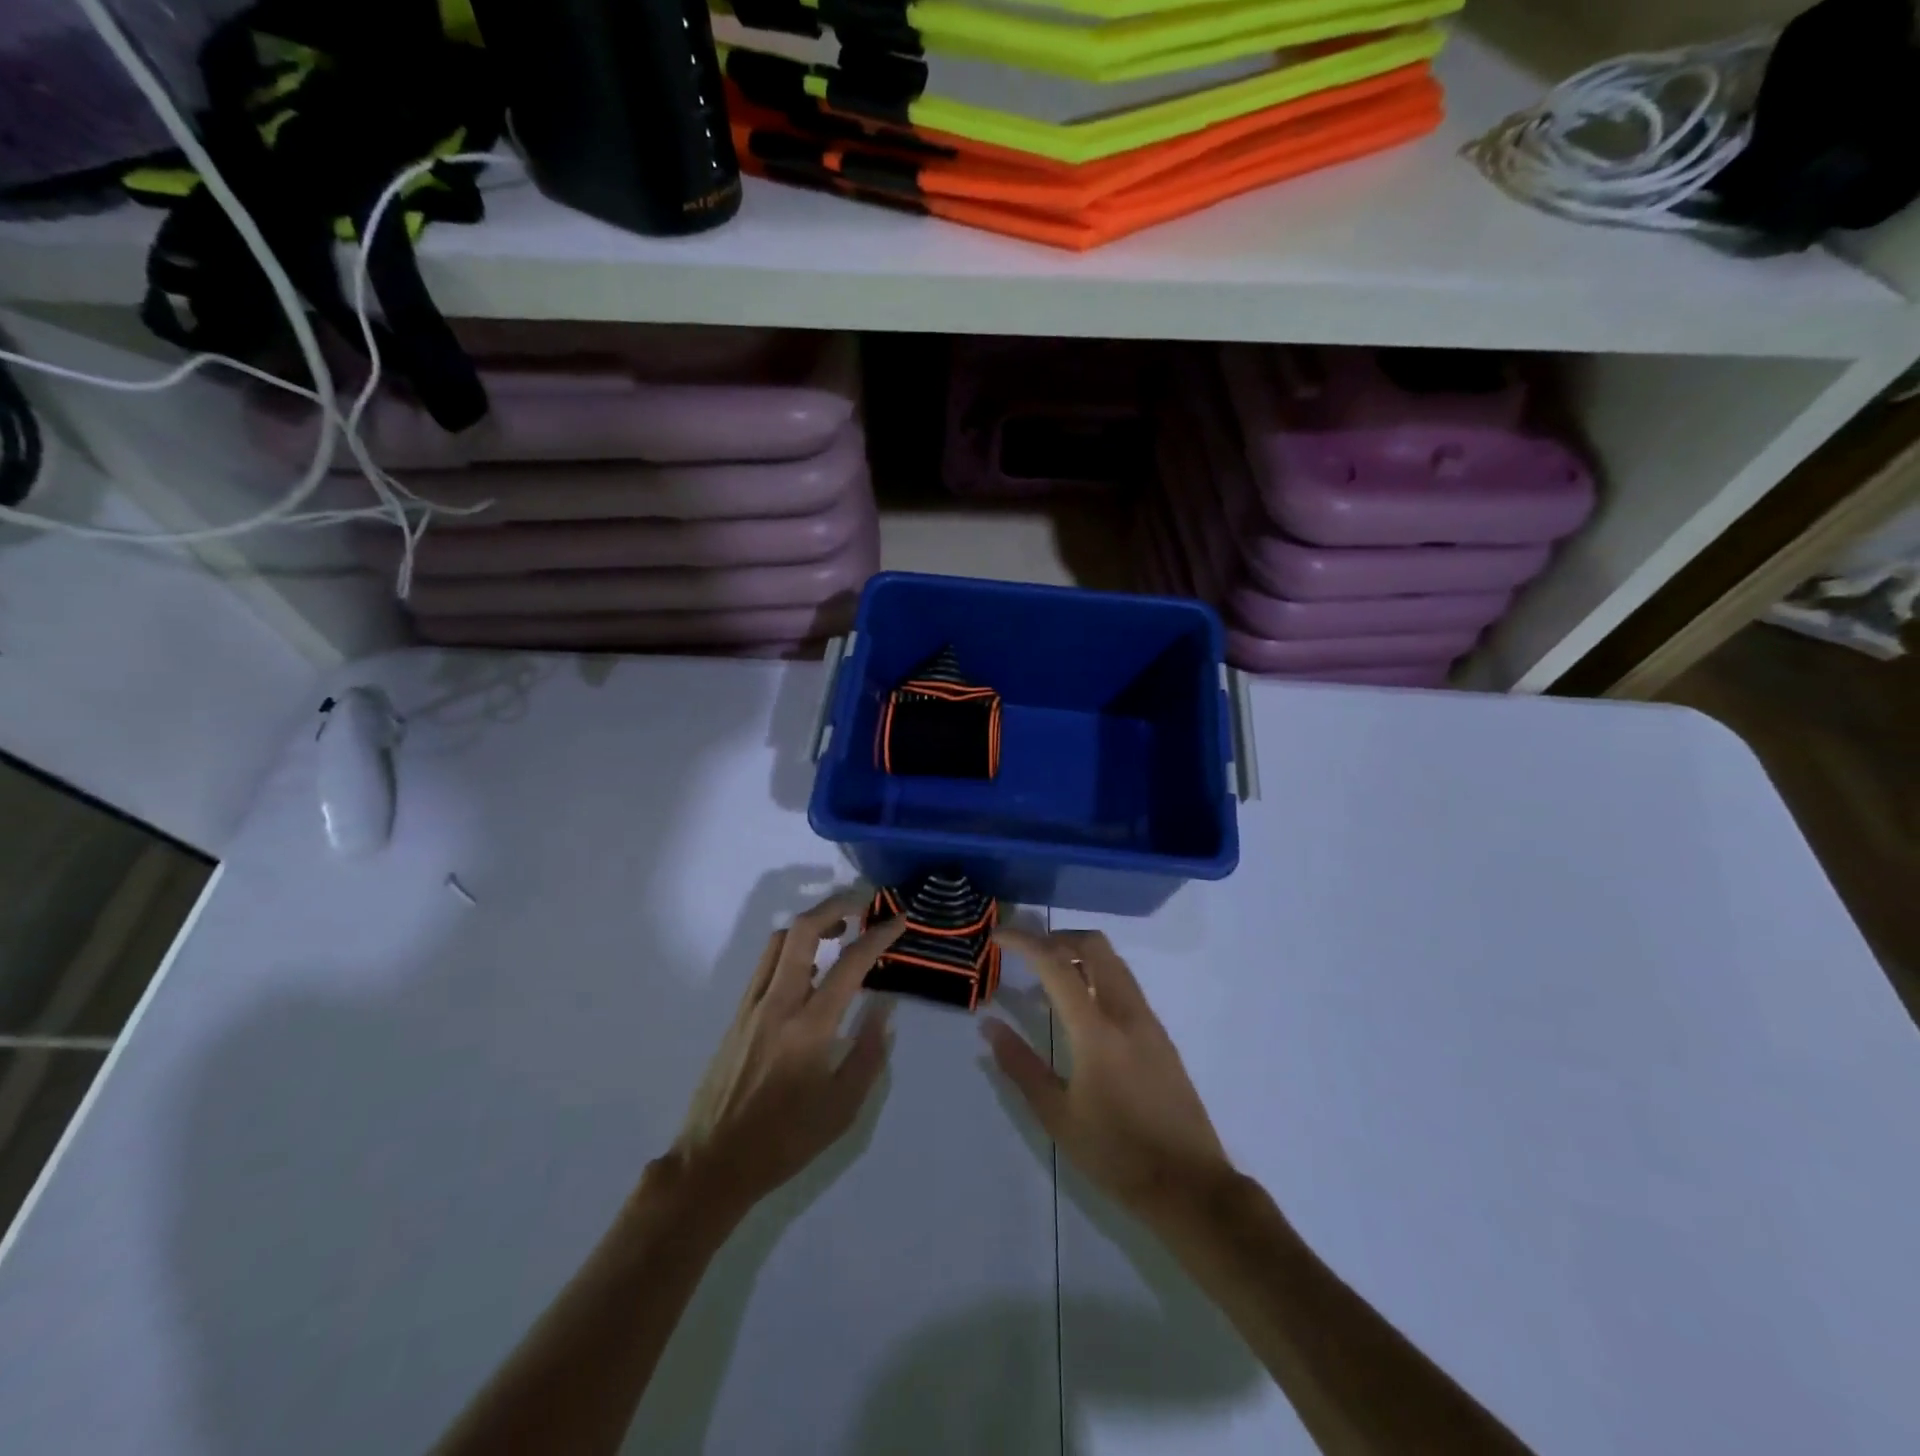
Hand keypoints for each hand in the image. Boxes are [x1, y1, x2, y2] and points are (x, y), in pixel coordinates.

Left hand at [674, 892, 903, 1218]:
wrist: (713, 1163)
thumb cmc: (785, 1140)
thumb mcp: (842, 1108)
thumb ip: (868, 1053)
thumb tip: (885, 1009)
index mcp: (809, 1028)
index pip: (850, 963)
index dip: (879, 936)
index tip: (900, 920)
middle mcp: (778, 1004)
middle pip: (803, 931)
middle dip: (835, 905)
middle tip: (863, 903)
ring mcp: (752, 1005)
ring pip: (780, 941)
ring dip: (812, 924)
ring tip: (840, 930)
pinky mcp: (738, 1014)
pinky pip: (767, 964)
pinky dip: (793, 948)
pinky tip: (811, 967)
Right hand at [985, 928, 1231, 1224]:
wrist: (1190, 1186)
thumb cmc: (1116, 1154)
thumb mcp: (1057, 1116)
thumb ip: (1020, 1066)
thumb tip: (989, 1026)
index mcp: (1096, 1030)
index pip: (1055, 964)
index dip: (1024, 942)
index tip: (998, 936)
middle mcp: (1126, 1012)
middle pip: (1094, 945)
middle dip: (1056, 937)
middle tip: (1027, 953)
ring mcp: (1148, 1021)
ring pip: (1113, 961)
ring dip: (1078, 954)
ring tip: (1047, 979)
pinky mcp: (1160, 1035)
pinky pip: (1124, 984)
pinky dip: (1096, 976)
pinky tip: (1079, 1009)